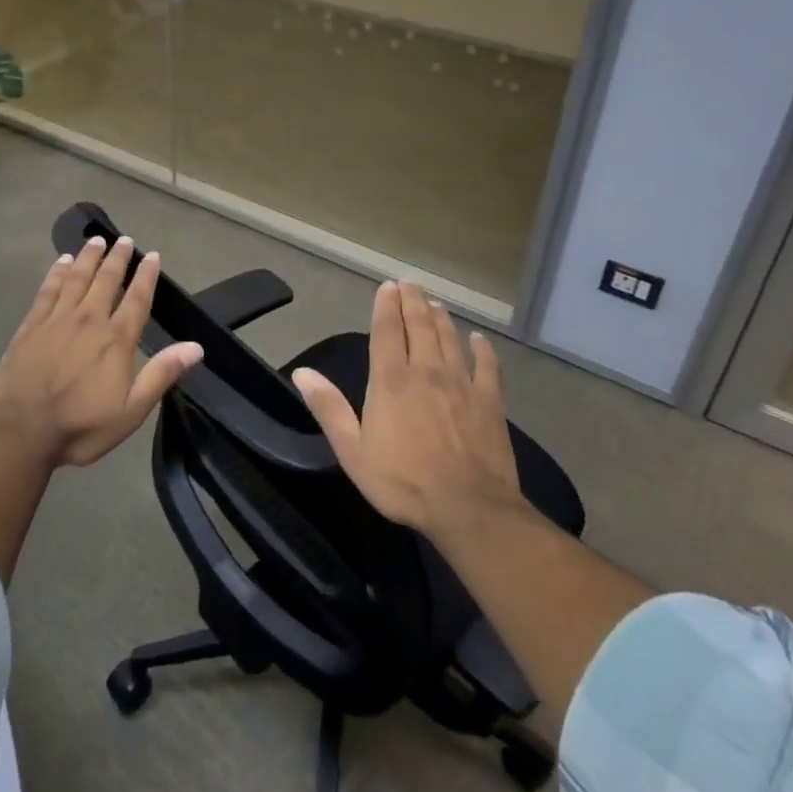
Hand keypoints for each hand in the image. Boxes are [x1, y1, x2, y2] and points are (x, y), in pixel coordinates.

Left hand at [0, 235, 203, 468]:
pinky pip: (48, 290)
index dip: (146, 276)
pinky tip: (61, 262)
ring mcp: (57, 319)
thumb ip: (161, 374)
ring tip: (96, 241)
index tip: (152, 255)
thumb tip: (196, 346)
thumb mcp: (131, 411)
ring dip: (88, 257)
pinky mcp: (31, 325)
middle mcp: (89, 320)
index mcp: (116, 339)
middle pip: (106, 280)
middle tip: (124, 240)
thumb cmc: (80, 426)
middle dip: (117, 258)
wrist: (20, 431)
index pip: (136, 299)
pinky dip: (57, 273)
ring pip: (77, 278)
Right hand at [292, 281, 529, 546]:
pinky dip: (483, 350)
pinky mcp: (490, 402)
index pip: (387, 330)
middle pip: (420, 326)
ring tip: (436, 304)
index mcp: (391, 380)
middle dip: (413, 302)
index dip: (386, 306)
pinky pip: (487, 367)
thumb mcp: (353, 450)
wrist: (469, 508)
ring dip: (441, 319)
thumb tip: (302, 373)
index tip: (387, 286)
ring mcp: (462, 384)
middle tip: (410, 283)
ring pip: (450, 340)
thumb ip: (329, 408)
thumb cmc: (403, 481)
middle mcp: (426, 371)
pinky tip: (479, 340)